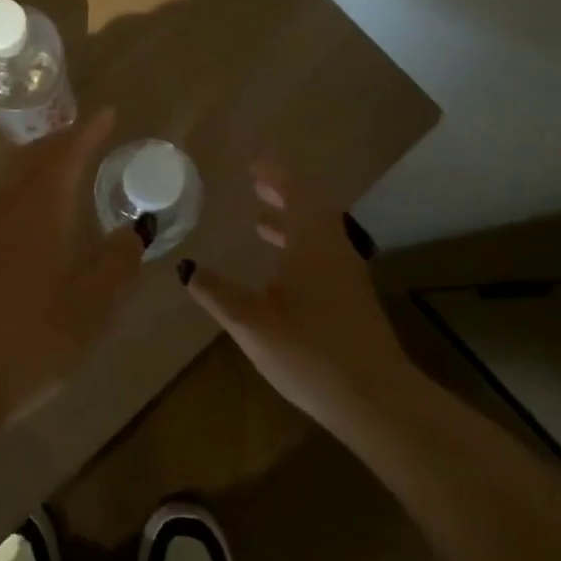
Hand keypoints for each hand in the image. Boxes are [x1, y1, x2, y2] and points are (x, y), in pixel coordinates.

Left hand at [0, 109, 143, 421]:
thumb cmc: (32, 341)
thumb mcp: (92, 307)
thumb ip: (118, 264)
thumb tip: (135, 231)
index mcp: (41, 211)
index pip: (67, 155)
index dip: (89, 132)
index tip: (108, 114)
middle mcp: (9, 209)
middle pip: (34, 156)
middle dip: (63, 139)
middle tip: (89, 133)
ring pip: (15, 177)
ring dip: (42, 161)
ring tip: (68, 165)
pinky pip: (5, 200)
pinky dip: (28, 186)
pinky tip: (39, 214)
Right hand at [181, 160, 419, 451]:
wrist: (374, 399)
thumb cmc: (309, 351)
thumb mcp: (251, 322)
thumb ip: (216, 292)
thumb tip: (186, 267)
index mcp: (311, 242)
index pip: (294, 191)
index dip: (273, 173)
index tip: (252, 161)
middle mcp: (333, 248)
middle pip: (310, 207)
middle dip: (282, 192)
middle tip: (255, 183)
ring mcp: (347, 273)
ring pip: (318, 232)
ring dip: (291, 220)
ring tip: (260, 221)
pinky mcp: (352, 297)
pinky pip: (322, 252)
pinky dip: (299, 244)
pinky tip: (281, 268)